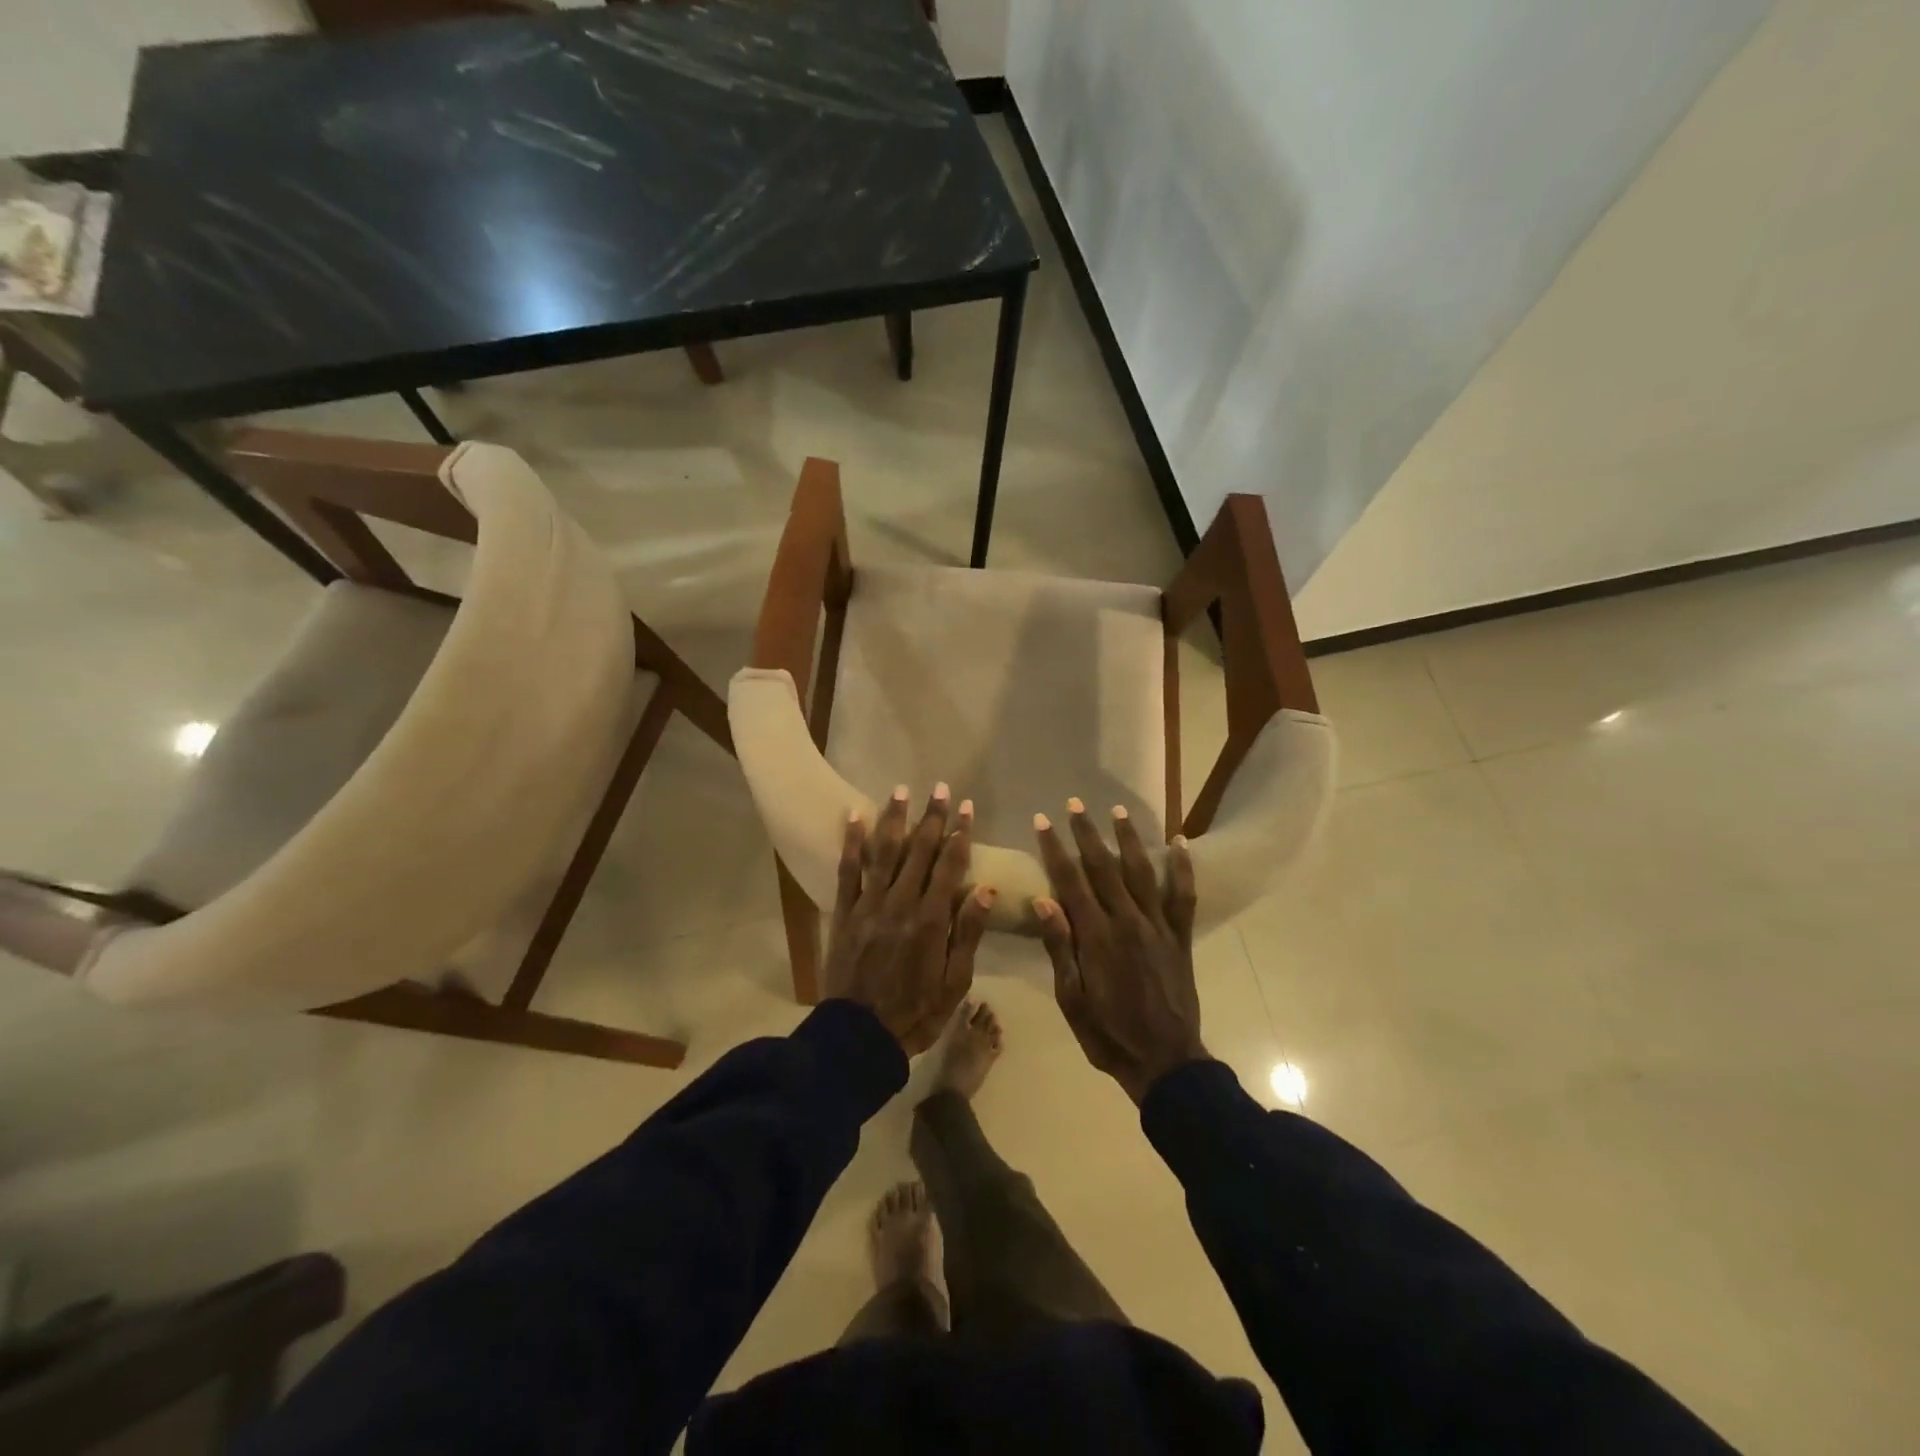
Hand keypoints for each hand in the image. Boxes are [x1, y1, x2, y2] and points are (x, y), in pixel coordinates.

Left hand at [823, 784, 994, 1054]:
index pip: (950, 866)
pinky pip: (847, 871)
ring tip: (902, 790)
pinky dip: (851, 843)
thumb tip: (987, 889)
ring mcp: (869, 906)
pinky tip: (854, 816)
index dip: (960, 834)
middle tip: (941, 788)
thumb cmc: (916, 1012)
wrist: (860, 1036)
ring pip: (883, 853)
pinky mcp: (844, 913)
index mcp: (931, 920)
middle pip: (919, 851)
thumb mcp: (955, 982)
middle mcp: (901, 904)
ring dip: (894, 819)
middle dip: (932, 818)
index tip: (967, 808)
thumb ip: (968, 933)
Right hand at [1033, 799, 1204, 1104]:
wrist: (1165, 1062)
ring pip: (1142, 872)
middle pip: (1103, 867)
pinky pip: (1184, 896)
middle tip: (1073, 803)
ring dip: (1128, 838)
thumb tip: (1043, 901)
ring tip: (1117, 810)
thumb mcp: (1072, 1000)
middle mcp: (1127, 921)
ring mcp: (1158, 927)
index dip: (1054, 848)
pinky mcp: (1181, 937)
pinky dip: (1183, 867)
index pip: (1070, 881)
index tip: (1042, 821)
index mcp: (1096, 937)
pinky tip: (1180, 842)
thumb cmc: (1108, 1035)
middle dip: (1086, 833)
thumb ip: (1060, 948)